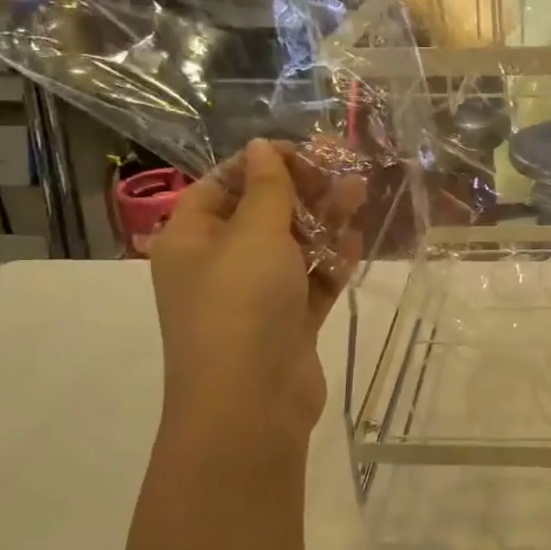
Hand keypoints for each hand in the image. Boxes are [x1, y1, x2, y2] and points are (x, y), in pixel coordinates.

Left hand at [148, 139, 365, 443]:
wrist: (251, 403)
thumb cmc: (242, 303)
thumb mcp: (254, 234)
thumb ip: (267, 187)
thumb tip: (261, 146)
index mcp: (191, 239)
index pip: (222, 185)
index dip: (261, 164)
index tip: (304, 153)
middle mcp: (217, 265)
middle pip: (261, 214)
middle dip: (303, 191)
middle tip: (343, 172)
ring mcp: (253, 297)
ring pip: (291, 247)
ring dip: (324, 221)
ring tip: (360, 195)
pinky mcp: (286, 323)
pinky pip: (309, 282)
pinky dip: (330, 262)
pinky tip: (356, 242)